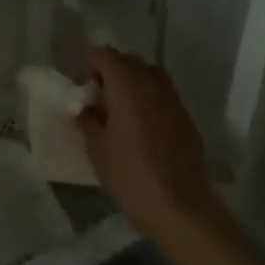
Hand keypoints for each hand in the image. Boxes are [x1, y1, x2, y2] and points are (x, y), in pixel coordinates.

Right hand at [78, 46, 229, 243]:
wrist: (182, 210)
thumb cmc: (131, 174)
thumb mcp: (96, 148)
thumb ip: (86, 119)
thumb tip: (85, 108)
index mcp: (125, 82)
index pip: (102, 54)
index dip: (87, 62)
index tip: (78, 81)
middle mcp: (151, 81)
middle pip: (127, 60)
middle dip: (109, 70)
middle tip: (96, 95)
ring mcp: (173, 99)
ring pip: (148, 74)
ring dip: (131, 82)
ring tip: (119, 109)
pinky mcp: (186, 118)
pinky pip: (162, 94)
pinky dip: (148, 98)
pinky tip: (141, 126)